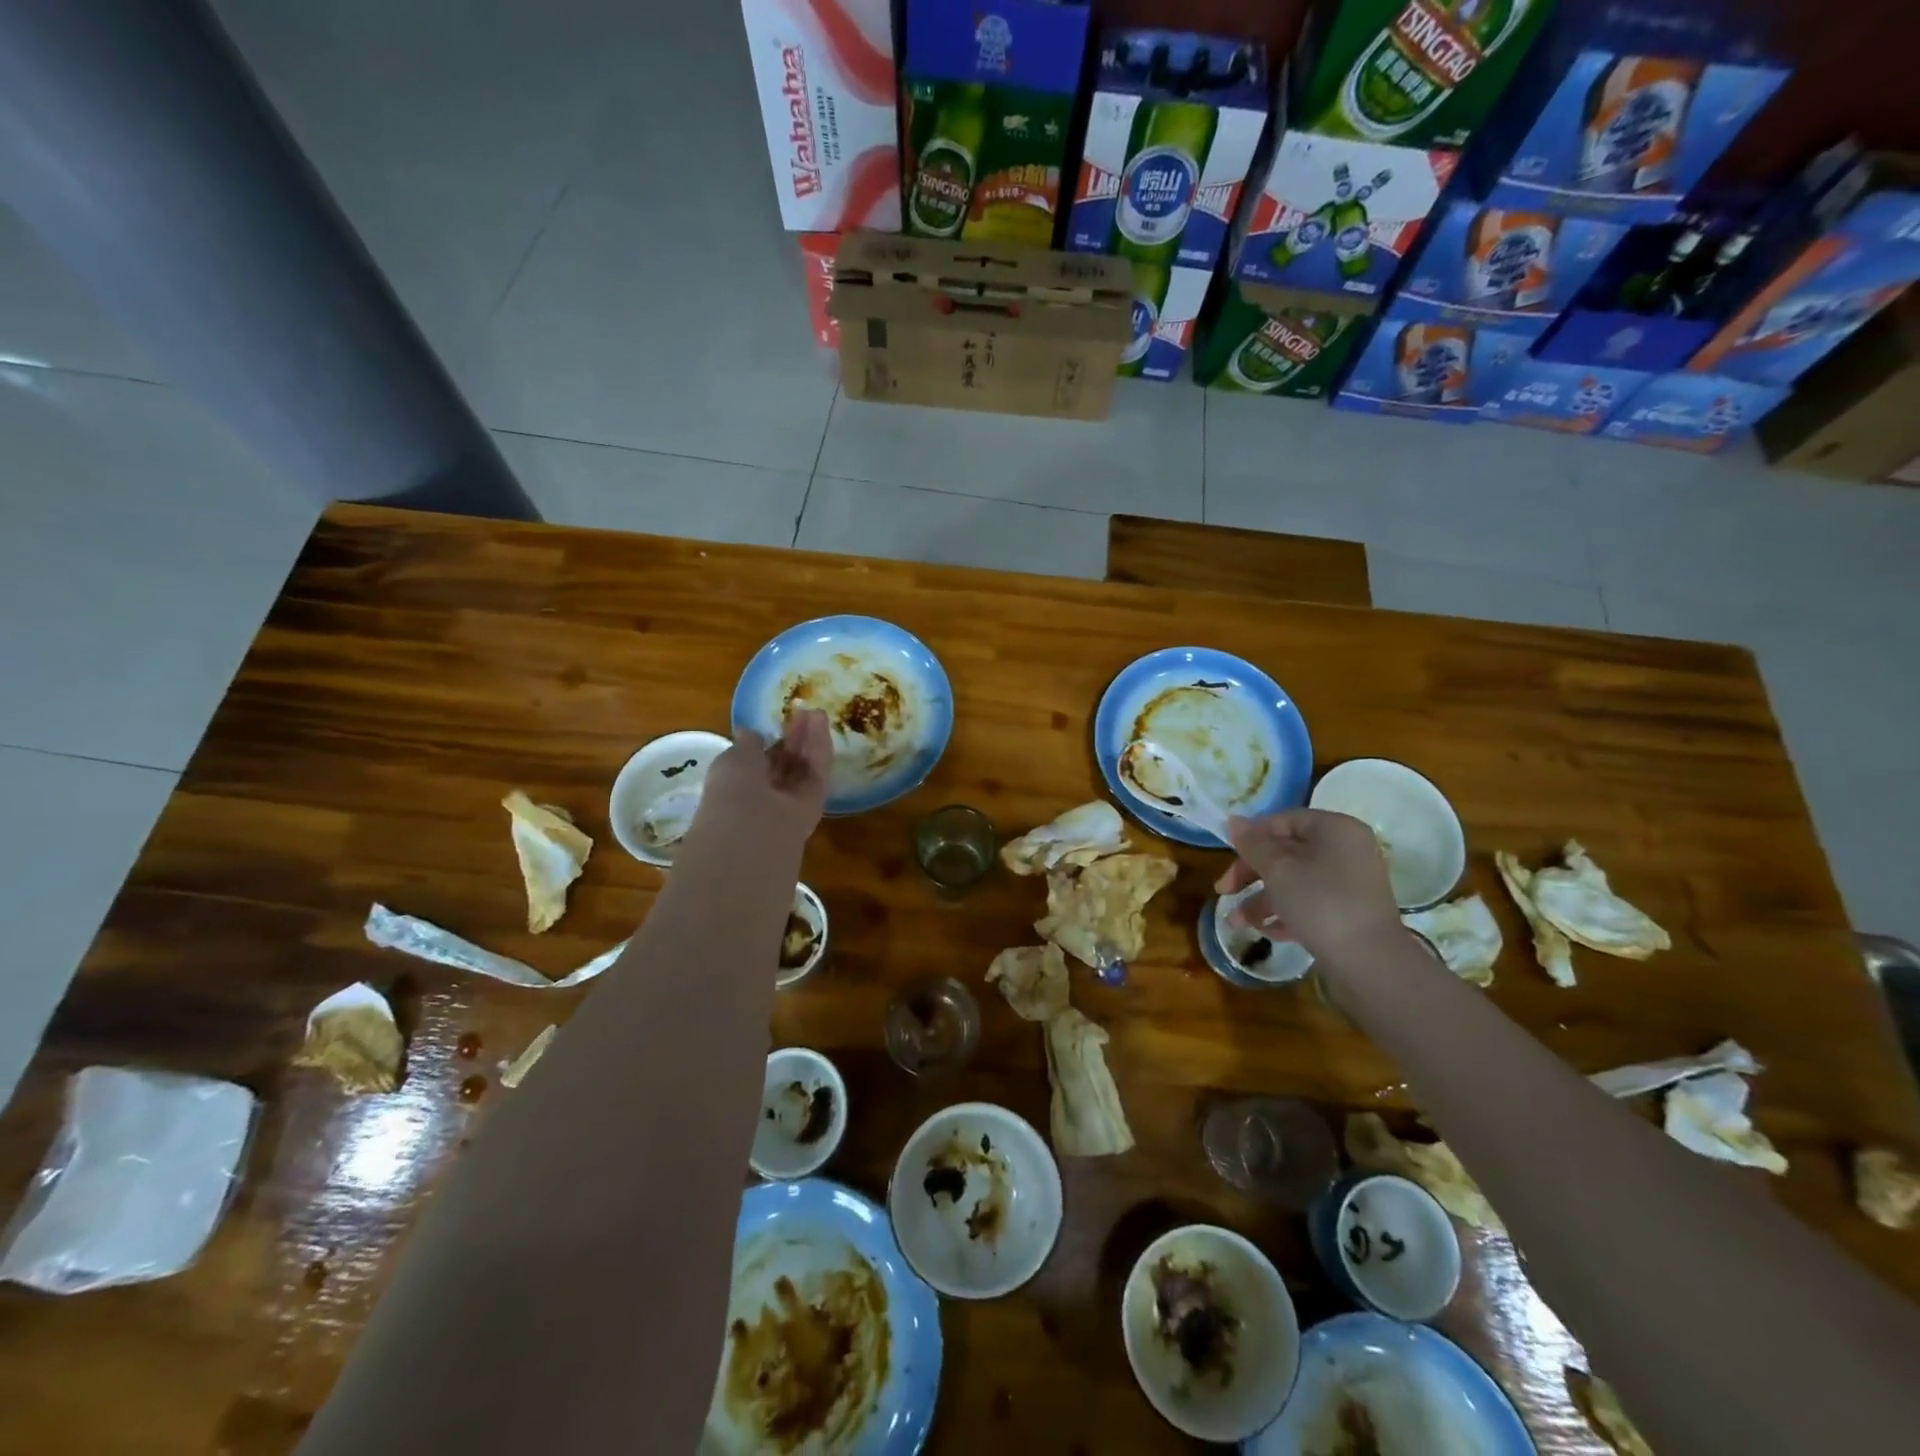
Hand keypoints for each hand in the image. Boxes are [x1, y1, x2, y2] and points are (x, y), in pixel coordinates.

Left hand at [692, 709, 832, 850]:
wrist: (752, 832)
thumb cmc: (732, 791)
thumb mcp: (733, 758)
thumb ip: (747, 744)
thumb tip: (750, 732)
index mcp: (738, 787)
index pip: (758, 764)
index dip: (769, 743)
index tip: (779, 722)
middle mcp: (765, 797)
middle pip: (784, 765)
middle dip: (793, 739)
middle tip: (803, 713)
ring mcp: (790, 802)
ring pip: (802, 768)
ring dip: (808, 740)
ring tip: (816, 712)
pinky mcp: (814, 804)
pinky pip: (817, 774)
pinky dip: (819, 749)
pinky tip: (821, 724)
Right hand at [1216, 809, 1401, 963]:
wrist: (1370, 963)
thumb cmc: (1320, 904)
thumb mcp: (1277, 870)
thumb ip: (1253, 844)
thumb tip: (1232, 820)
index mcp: (1335, 830)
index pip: (1284, 820)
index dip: (1252, 836)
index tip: (1227, 855)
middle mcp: (1346, 851)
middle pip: (1286, 852)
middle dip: (1251, 874)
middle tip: (1224, 891)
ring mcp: (1349, 883)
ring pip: (1294, 880)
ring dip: (1261, 899)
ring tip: (1237, 922)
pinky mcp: (1348, 913)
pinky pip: (1309, 903)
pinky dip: (1285, 913)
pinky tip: (1266, 932)